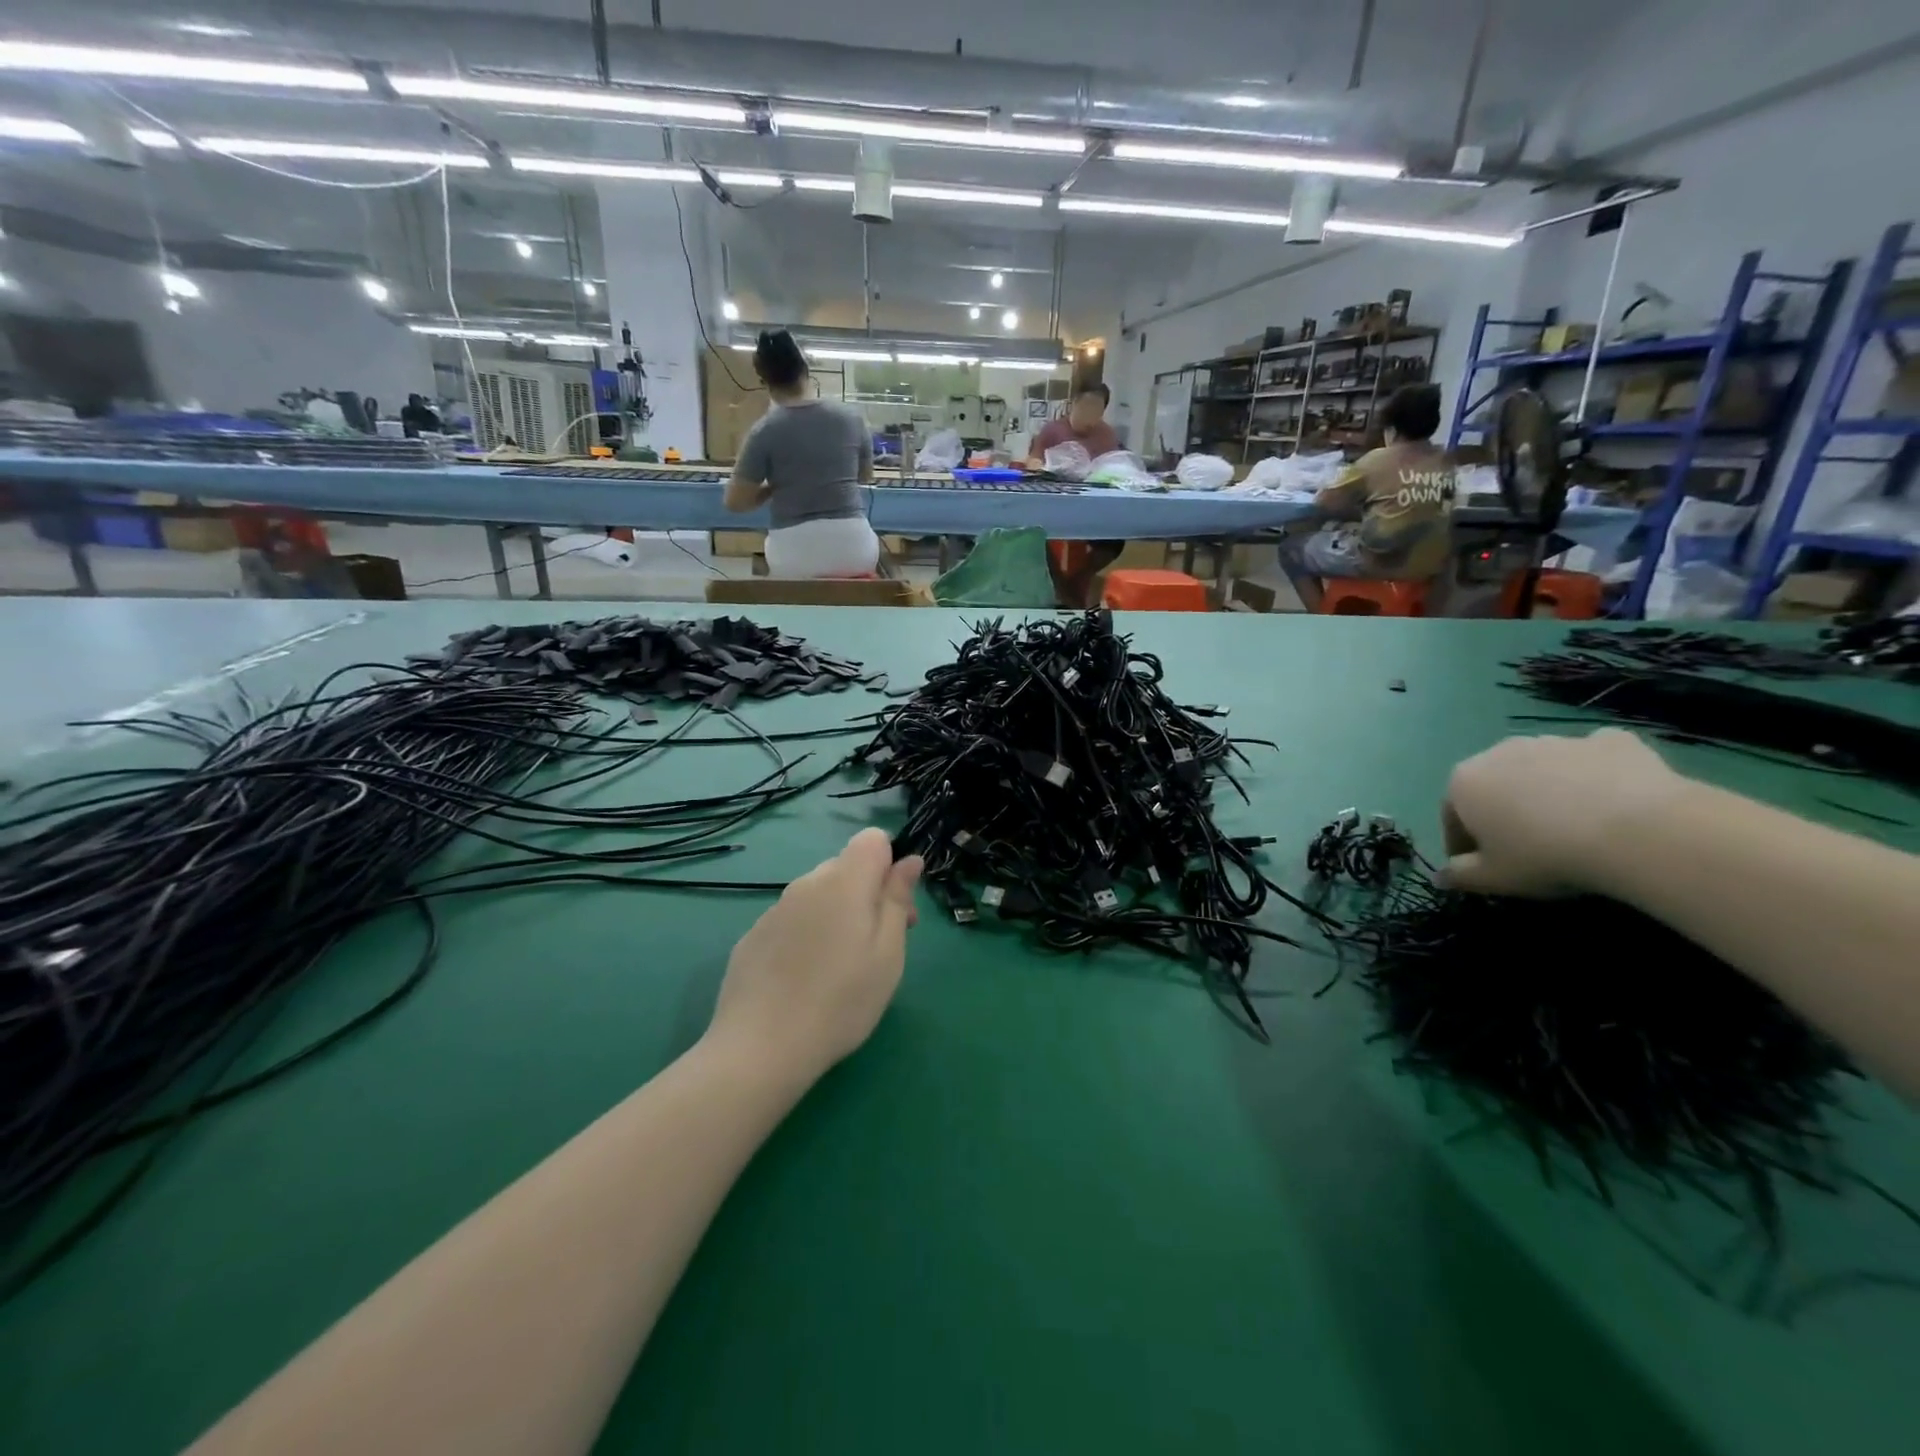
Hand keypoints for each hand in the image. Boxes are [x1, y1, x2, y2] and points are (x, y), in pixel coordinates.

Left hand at [707, 828, 922, 1085]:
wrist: (760, 1048)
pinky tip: (804, 980)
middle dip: (868, 894)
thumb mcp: (888, 954)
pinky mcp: (753, 936)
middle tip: (878, 948)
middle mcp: (806, 884)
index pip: (872, 839)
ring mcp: (774, 909)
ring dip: (837, 915)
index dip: (890, 865)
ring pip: (818, 895)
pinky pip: (792, 920)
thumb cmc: (841, 1002)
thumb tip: (909, 860)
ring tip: (839, 970)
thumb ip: (897, 899)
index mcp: (844, 882)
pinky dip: (807, 935)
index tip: (897, 909)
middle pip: (846, 868)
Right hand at [1440, 729, 1685, 897]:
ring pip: (1543, 768)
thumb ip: (1460, 876)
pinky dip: (1597, 774)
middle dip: (1504, 811)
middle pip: (1495, 785)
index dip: (1464, 844)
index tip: (1482, 867)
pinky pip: (1593, 758)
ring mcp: (1555, 741)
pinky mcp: (1608, 741)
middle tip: (1528, 846)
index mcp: (1464, 783)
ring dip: (1548, 791)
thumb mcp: (1494, 879)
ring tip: (1574, 826)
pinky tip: (1614, 800)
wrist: (1639, 832)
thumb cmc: (1546, 856)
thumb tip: (1440, 877)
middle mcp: (1500, 752)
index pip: (1452, 816)